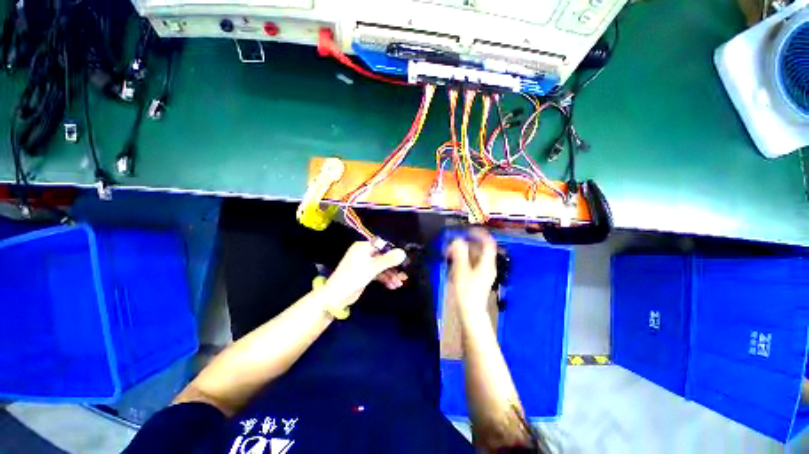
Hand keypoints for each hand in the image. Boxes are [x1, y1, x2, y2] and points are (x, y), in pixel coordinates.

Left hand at [325, 241, 406, 306]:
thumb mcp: (373, 268)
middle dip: (393, 266)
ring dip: (391, 274)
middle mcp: (364, 253)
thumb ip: (389, 260)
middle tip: (404, 274)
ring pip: (382, 266)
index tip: (404, 259)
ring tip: (399, 283)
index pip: (382, 245)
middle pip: (383, 256)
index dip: (393, 251)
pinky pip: (378, 273)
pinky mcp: (365, 273)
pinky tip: (392, 285)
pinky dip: (385, 278)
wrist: (336, 296)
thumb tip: (403, 252)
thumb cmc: (353, 277)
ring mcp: (364, 264)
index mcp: (363, 247)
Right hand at [447, 229, 497, 314]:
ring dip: (461, 254)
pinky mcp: (477, 278)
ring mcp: (482, 272)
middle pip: (478, 249)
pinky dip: (462, 262)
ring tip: (449, 256)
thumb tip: (457, 240)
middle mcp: (487, 266)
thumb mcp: (461, 271)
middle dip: (464, 245)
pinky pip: (470, 264)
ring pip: (473, 257)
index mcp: (486, 263)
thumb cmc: (467, 292)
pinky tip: (453, 267)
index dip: (479, 234)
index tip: (468, 230)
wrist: (471, 313)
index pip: (488, 243)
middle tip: (451, 247)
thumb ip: (459, 254)